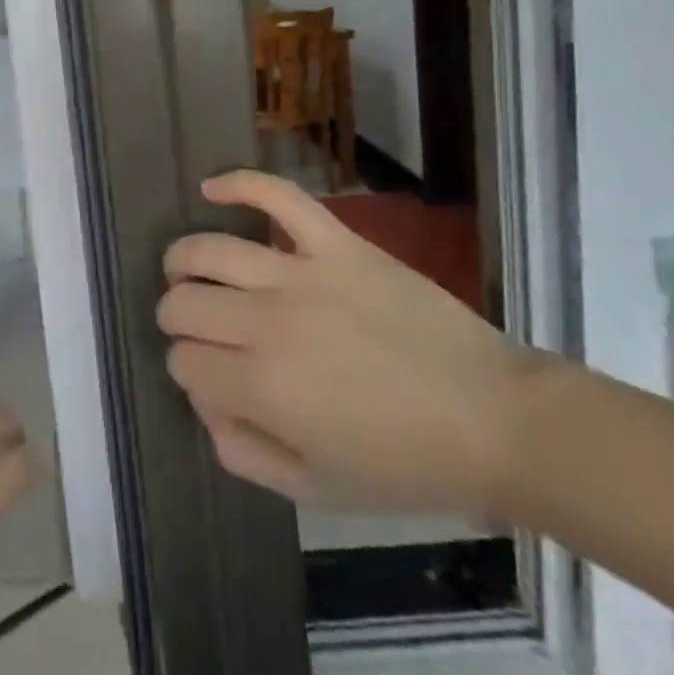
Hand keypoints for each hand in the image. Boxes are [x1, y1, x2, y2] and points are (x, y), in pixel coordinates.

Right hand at [157, 170, 543, 515]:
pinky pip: (278, 197)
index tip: (210, 378)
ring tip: (185, 269)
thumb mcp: (317, 490)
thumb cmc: (408, 464)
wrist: (497, 420)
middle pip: (184, 303)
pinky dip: (238, 184)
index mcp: (264, 389)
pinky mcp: (337, 243)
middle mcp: (269, 324)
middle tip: (196, 328)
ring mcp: (303, 274)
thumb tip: (205, 402)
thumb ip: (243, 452)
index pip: (184, 361)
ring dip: (184, 260)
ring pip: (210, 250)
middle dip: (175, 317)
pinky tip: (211, 187)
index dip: (186, 370)